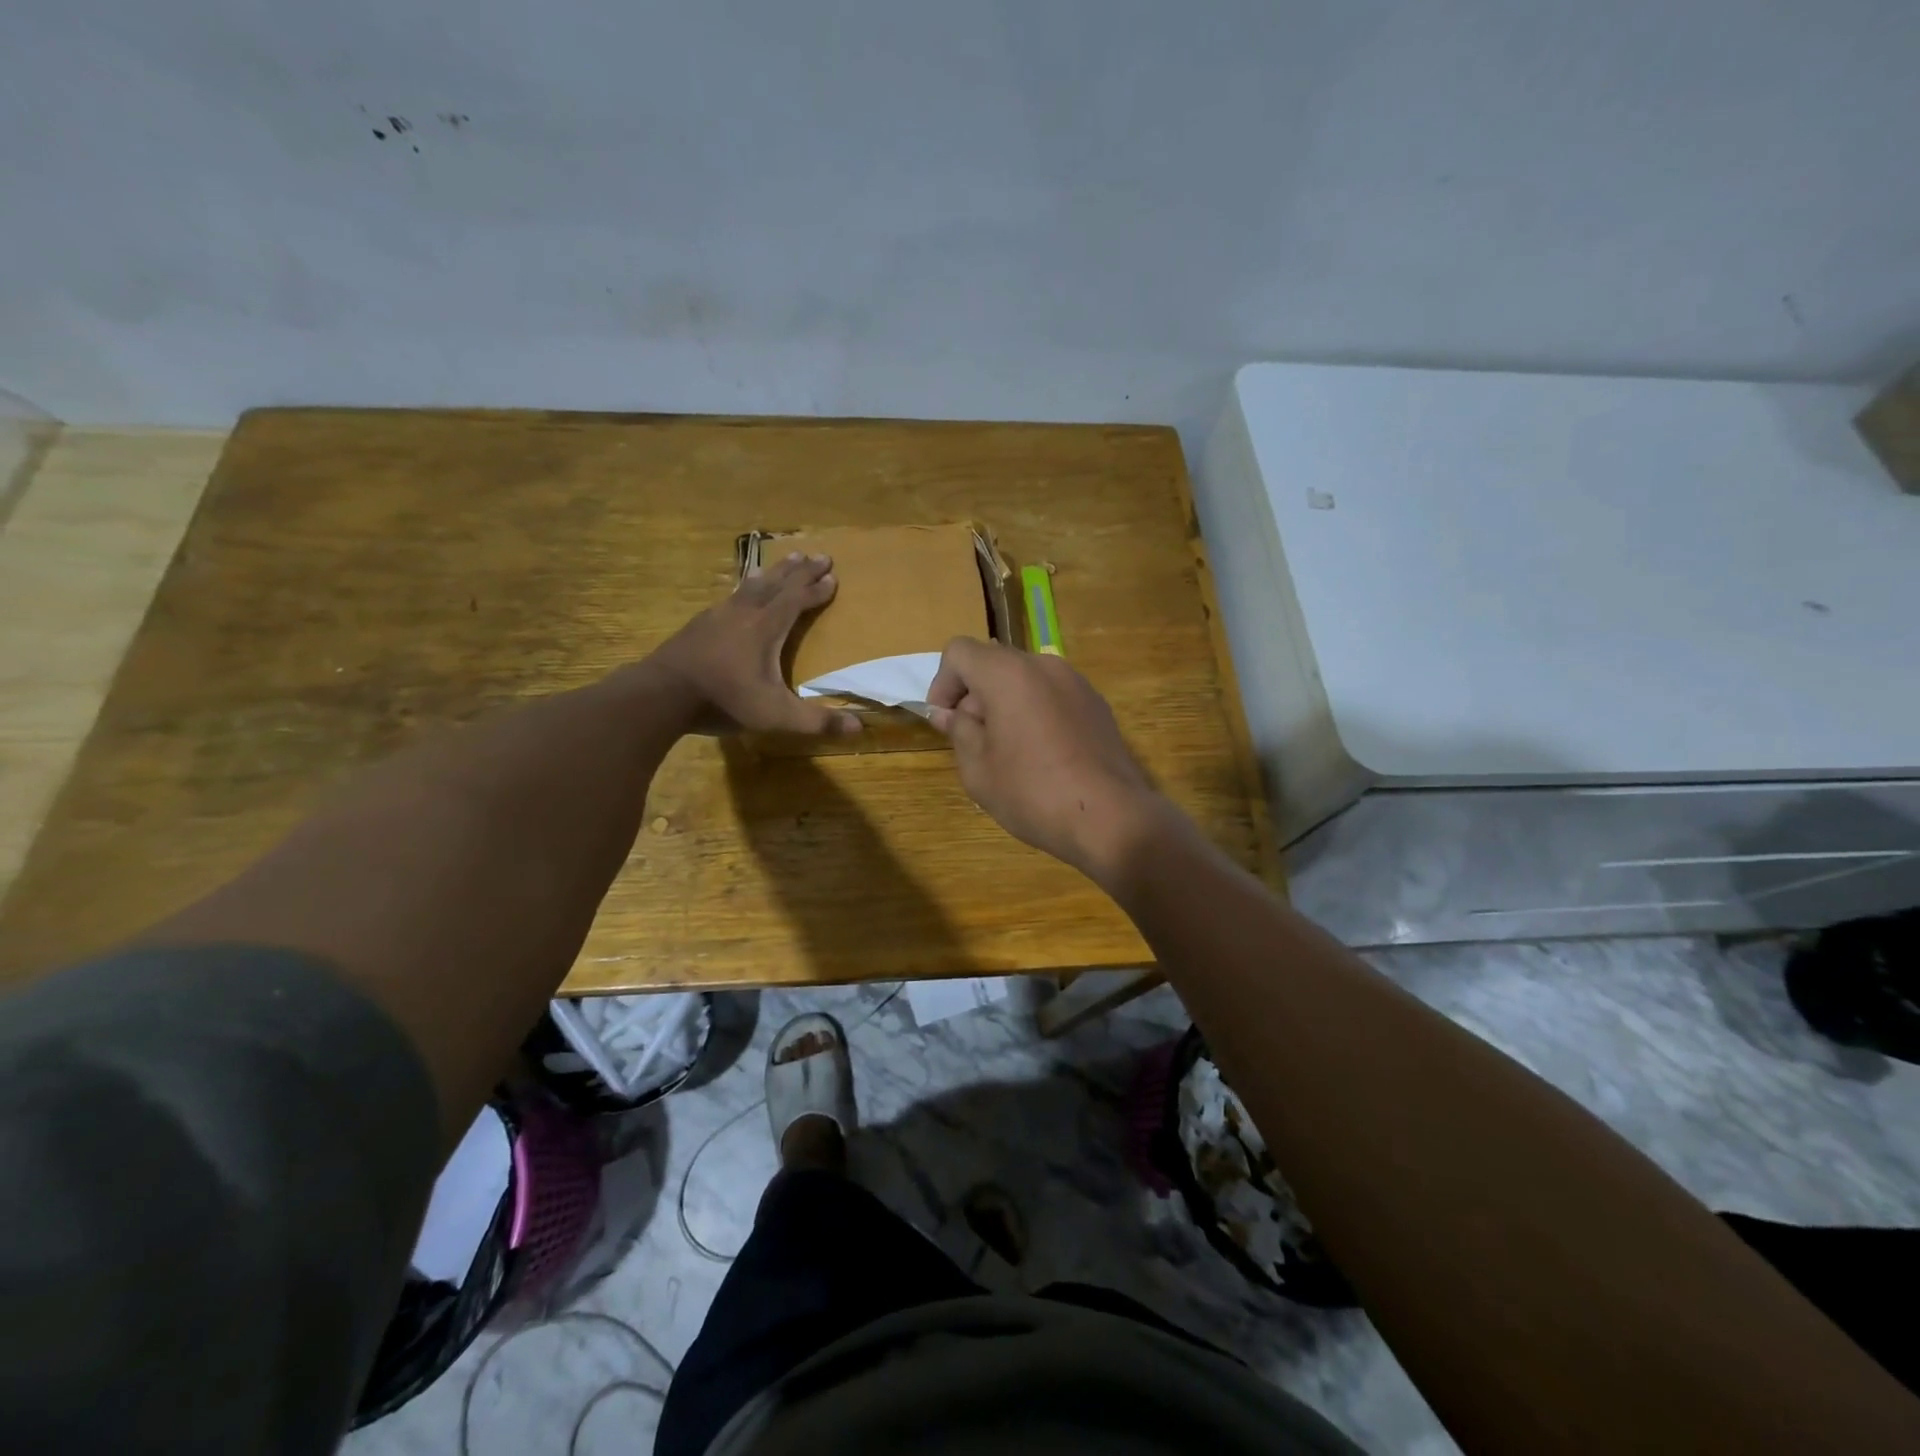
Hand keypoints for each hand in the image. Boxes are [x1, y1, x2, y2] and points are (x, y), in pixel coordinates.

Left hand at [649, 552, 861, 736]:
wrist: (661, 694)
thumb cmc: (724, 700)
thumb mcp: (776, 716)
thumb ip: (817, 721)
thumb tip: (860, 727)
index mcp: (767, 627)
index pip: (798, 600)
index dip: (818, 589)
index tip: (834, 576)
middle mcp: (745, 612)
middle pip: (778, 583)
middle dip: (801, 570)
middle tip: (819, 554)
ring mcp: (718, 614)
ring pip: (752, 584)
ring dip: (773, 572)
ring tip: (785, 560)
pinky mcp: (699, 624)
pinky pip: (731, 595)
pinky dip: (745, 587)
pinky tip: (740, 592)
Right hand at [925, 637, 1172, 884]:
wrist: (1111, 818)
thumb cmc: (1033, 793)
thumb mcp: (978, 769)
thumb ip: (959, 731)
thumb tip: (951, 713)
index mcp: (1008, 674)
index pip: (960, 652)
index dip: (942, 683)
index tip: (945, 721)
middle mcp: (1044, 666)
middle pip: (994, 663)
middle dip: (974, 695)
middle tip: (972, 741)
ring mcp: (1077, 683)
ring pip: (1025, 679)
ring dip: (1005, 704)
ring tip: (1007, 751)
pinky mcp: (1097, 705)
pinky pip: (1052, 696)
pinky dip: (1035, 712)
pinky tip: (1041, 755)